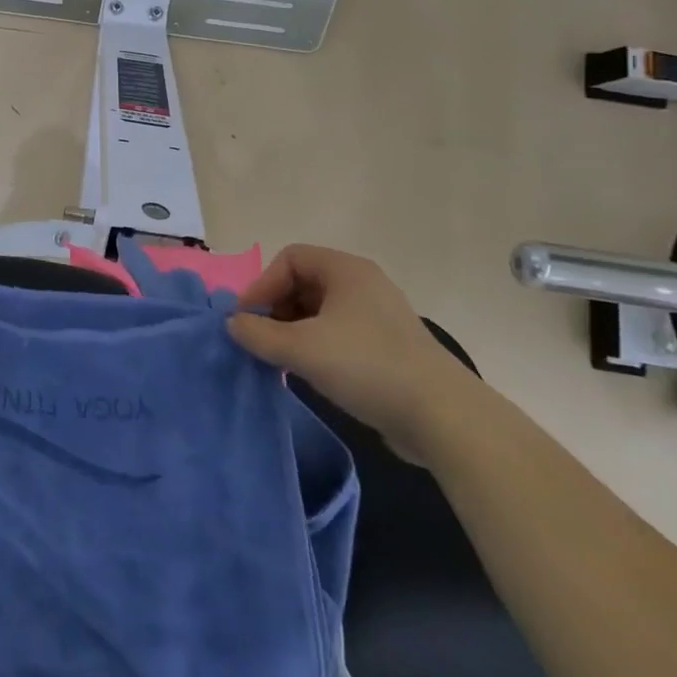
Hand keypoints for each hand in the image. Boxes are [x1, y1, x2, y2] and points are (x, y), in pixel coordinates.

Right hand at [227, 244, 485, 461]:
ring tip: (280, 360)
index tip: (248, 318)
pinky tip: (308, 374)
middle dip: (276, 308)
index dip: (263, 284)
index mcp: (346, 270)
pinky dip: (316, 347)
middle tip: (260, 340)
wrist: (443, 417)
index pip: (289, 258)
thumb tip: (233, 323)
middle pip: (303, 283)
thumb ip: (258, 333)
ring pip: (320, 312)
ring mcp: (378, 316)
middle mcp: (362, 284)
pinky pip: (338, 335)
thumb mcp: (302, 348)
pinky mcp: (387, 347)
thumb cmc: (367, 366)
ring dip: (293, 331)